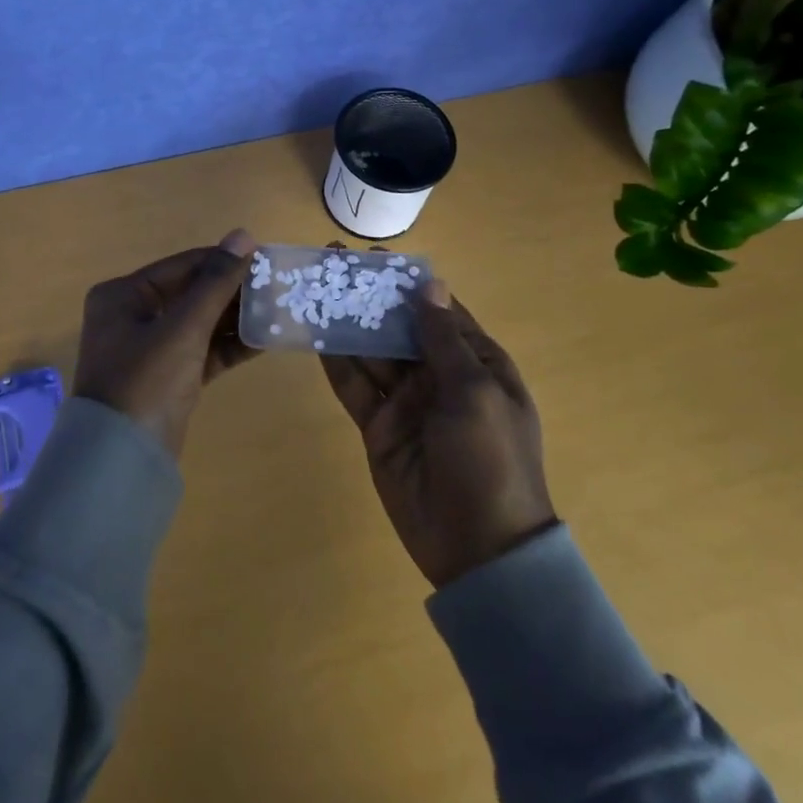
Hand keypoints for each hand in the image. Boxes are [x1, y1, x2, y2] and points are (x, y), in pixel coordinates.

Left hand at [72, 229, 259, 458]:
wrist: (121, 463)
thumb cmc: (145, 382)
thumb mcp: (183, 329)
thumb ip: (216, 283)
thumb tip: (244, 235)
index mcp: (123, 295)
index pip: (183, 266)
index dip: (224, 261)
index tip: (266, 258)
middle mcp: (133, 316)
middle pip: (192, 293)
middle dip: (233, 292)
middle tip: (278, 286)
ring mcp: (150, 348)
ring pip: (200, 323)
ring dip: (236, 318)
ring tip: (280, 309)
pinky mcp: (168, 377)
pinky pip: (203, 351)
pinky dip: (229, 346)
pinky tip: (266, 339)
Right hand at [321, 278, 558, 588]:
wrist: (478, 547)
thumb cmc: (490, 459)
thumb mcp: (474, 392)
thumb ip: (444, 339)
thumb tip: (429, 284)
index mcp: (476, 363)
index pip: (439, 310)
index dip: (408, 283)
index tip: (375, 256)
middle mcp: (439, 376)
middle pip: (399, 326)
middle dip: (370, 297)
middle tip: (332, 263)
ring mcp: (406, 401)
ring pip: (372, 352)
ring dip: (347, 322)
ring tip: (313, 287)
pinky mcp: (378, 426)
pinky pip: (354, 386)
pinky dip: (335, 361)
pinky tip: (312, 332)